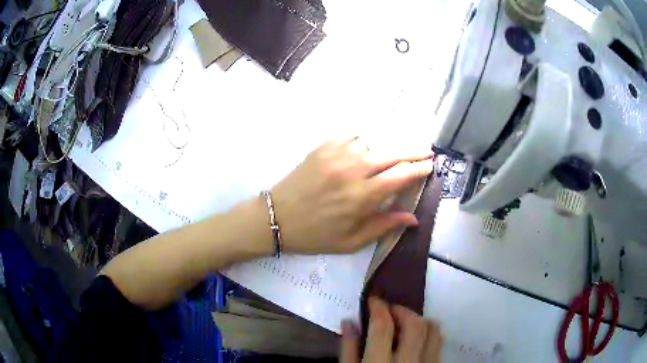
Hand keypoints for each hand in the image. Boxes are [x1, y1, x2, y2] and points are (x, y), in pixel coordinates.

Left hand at [271, 137, 432, 253]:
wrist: (276, 217)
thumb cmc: (315, 235)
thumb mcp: (351, 242)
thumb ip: (384, 226)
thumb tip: (413, 218)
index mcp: (362, 196)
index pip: (401, 176)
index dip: (419, 170)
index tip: (430, 166)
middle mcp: (353, 170)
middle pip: (392, 153)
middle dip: (413, 151)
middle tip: (426, 150)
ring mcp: (337, 154)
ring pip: (373, 142)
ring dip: (387, 148)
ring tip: (393, 154)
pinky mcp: (323, 147)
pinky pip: (351, 136)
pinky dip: (363, 140)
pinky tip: (365, 148)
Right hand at [340, 297, 442, 362]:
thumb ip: (348, 349)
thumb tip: (348, 321)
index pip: (383, 327)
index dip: (378, 307)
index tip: (373, 300)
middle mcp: (408, 361)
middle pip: (415, 324)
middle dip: (402, 310)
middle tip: (389, 310)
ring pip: (434, 330)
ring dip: (420, 319)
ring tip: (405, 322)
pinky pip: (440, 342)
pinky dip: (430, 332)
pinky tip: (417, 337)